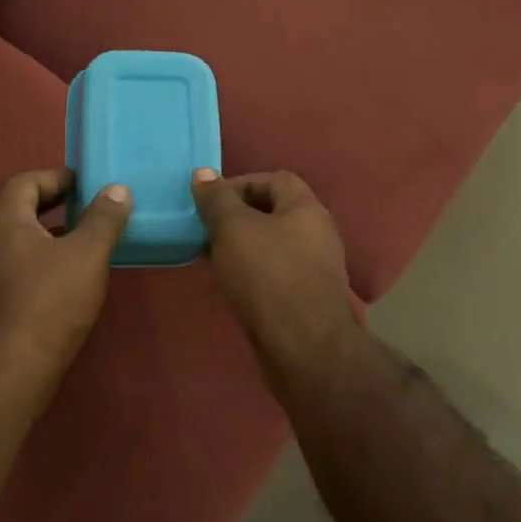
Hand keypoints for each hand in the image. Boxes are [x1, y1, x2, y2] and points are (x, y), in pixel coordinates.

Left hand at [0, 168, 130, 412]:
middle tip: (93, 212)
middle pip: (21, 212)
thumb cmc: (49, 302)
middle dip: (57, 207)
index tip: (87, 185)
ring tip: (90, 246)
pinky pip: (20, 271)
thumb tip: (117, 189)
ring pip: (22, 244)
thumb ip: (104, 218)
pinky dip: (46, 266)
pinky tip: (72, 285)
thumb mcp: (87, 254)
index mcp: (4, 222)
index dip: (57, 178)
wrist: (8, 372)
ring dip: (53, 239)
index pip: (25, 182)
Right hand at [191, 169, 361, 384]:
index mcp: (307, 209)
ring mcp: (315, 269)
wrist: (304, 347)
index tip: (211, 201)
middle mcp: (317, 234)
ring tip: (212, 258)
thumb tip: (203, 173)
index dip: (241, 183)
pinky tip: (230, 286)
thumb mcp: (233, 229)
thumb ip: (217, 200)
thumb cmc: (268, 275)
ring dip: (242, 248)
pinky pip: (275, 275)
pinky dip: (251, 274)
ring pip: (272, 246)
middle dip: (238, 218)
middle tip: (206, 230)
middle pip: (274, 213)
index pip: (276, 179)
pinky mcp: (307, 300)